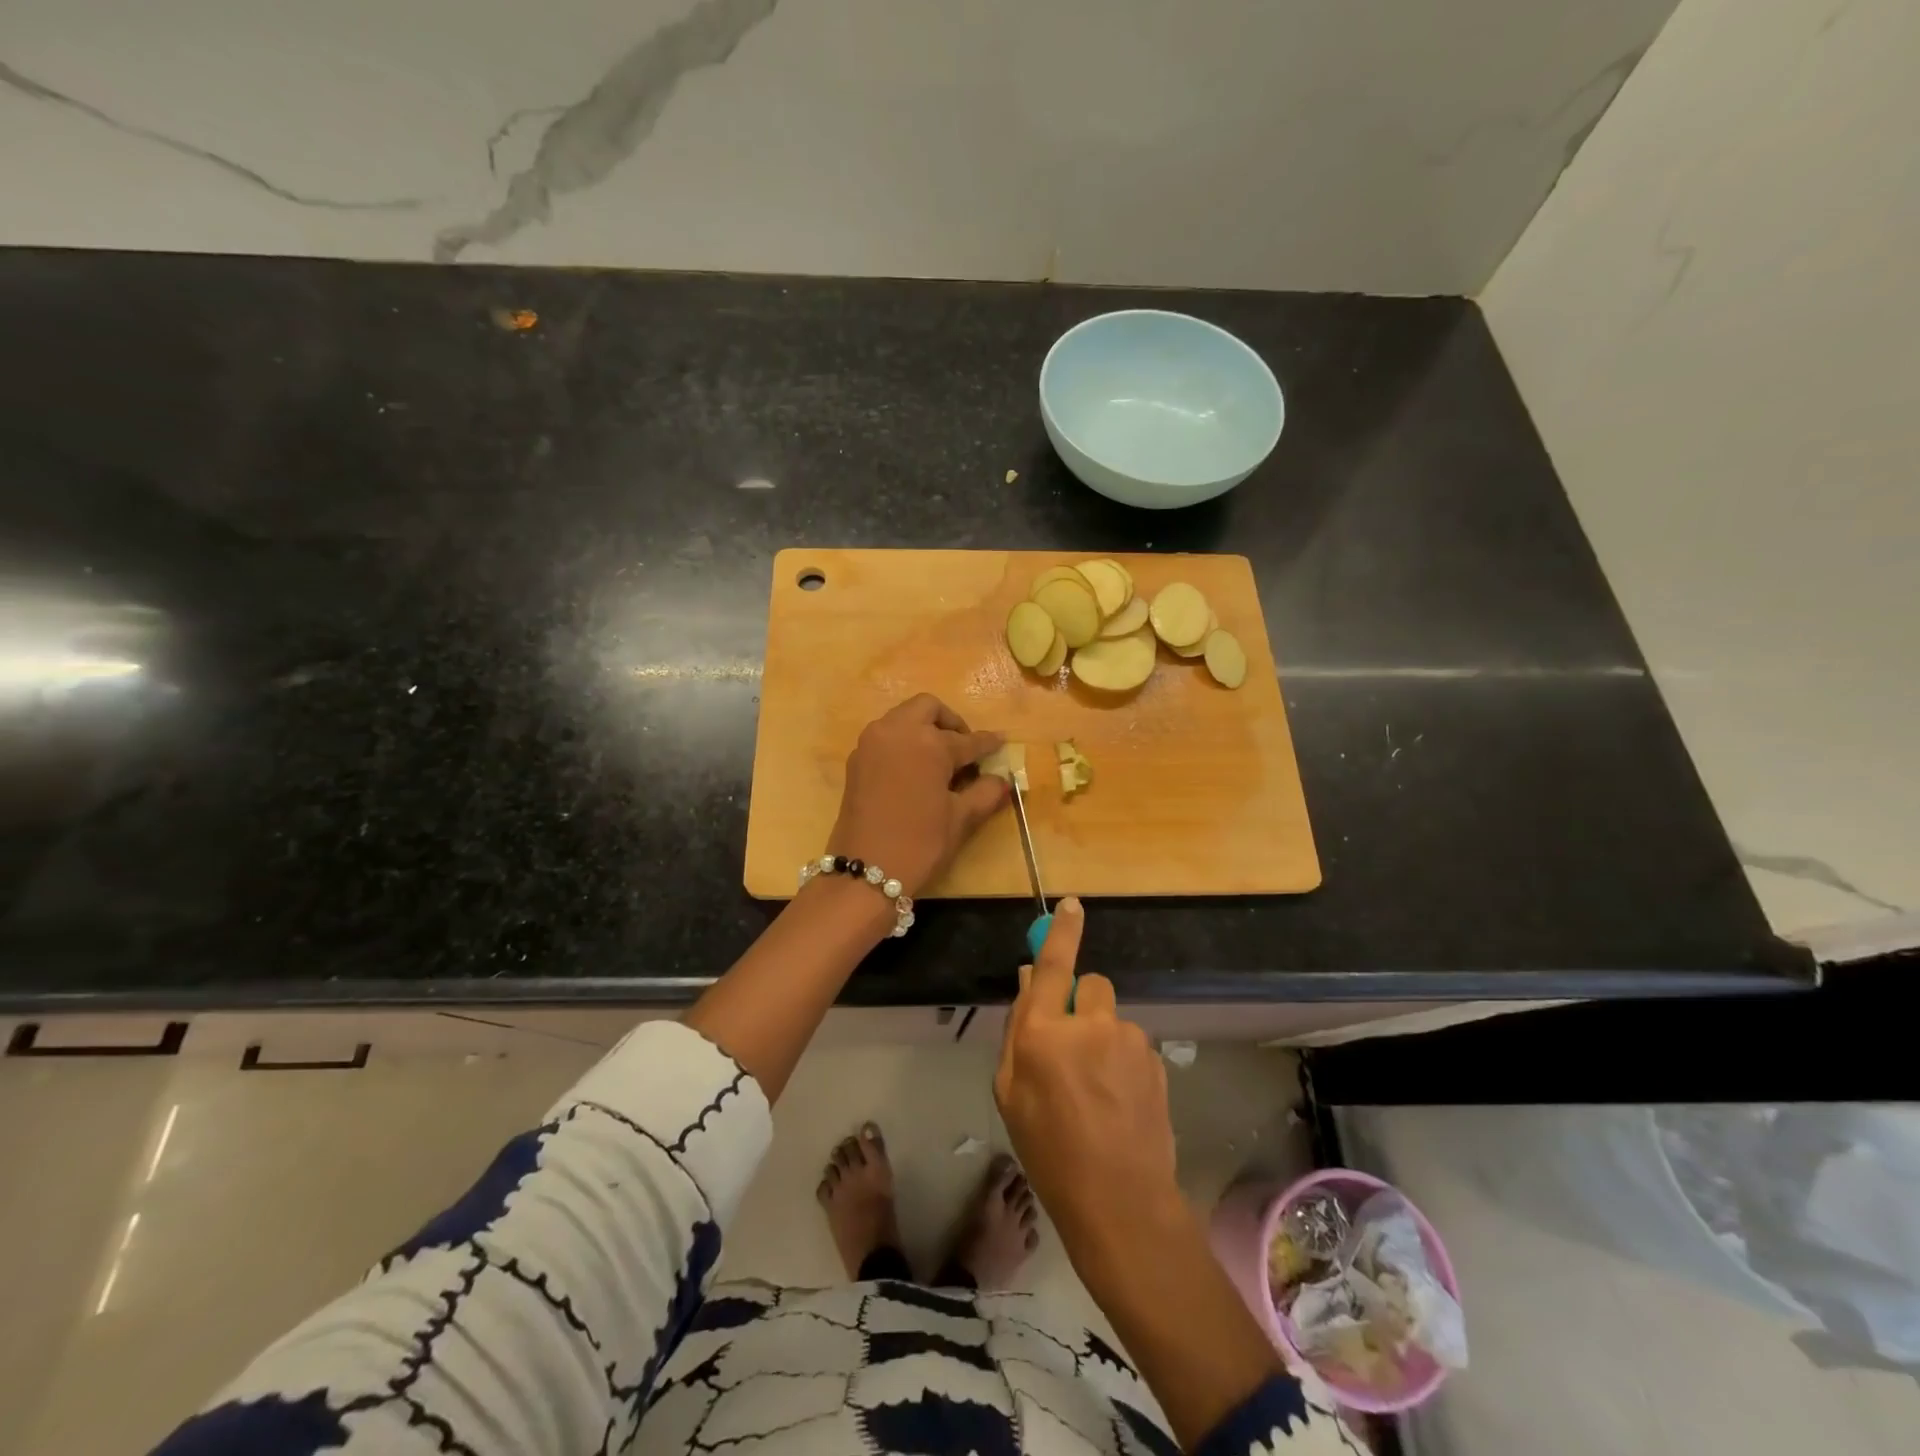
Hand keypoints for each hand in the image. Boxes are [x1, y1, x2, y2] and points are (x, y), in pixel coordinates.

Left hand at [827, 694, 1007, 896]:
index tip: (1000, 743)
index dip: (987, 744)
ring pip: (903, 718)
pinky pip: (885, 736)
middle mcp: (897, 731)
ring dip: (924, 728)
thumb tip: (1002, 780)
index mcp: (927, 741)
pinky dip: (904, 743)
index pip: (966, 739)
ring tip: (940, 760)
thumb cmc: (920, 843)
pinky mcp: (856, 760)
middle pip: (928, 708)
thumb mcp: (960, 818)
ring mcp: (872, 743)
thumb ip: (985, 792)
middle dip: (950, 723)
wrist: (865, 871)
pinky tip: (916, 770)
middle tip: (964, 749)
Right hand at [993, 899, 1181, 1260]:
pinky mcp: (1155, 1058)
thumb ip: (1018, 1030)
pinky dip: (1122, 1059)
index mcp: (1044, 1031)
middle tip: (1074, 1048)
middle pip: (1090, 985)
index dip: (1062, 932)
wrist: (1119, 1199)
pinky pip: (1131, 1043)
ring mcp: (1128, 1039)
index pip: (1052, 966)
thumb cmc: (1049, 1149)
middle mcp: (1089, 1023)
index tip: (1072, 904)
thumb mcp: (1011, 1093)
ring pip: (1111, 1018)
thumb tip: (1030, 980)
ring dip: (1102, 1037)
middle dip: (1081, 1004)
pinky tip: (1119, 1101)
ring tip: (1097, 1089)